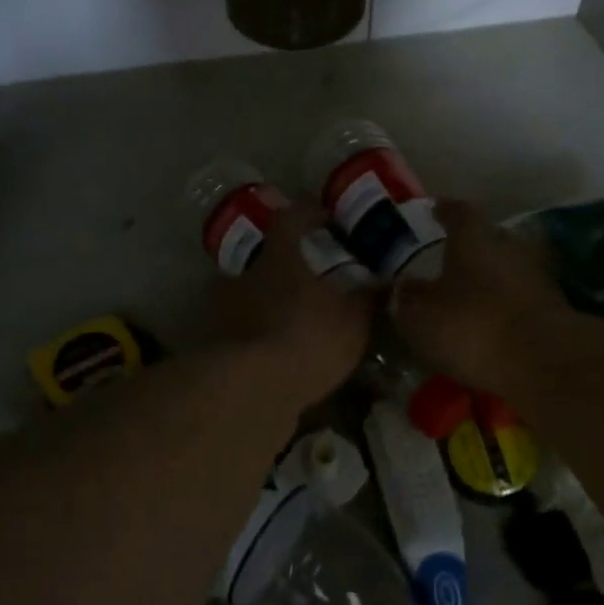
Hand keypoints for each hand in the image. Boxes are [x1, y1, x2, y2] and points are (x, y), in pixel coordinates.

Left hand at [216, 206, 372, 405]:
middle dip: (290, 264)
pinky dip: (258, 332)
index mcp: (280, 257)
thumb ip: (369, 299)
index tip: (327, 219)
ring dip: (271, 300)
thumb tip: (386, 283)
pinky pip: (242, 328)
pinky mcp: (217, 343)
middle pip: (268, 257)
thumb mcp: (353, 321)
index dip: (309, 214)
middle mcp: (247, 274)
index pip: (290, 219)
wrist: (252, 389)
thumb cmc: (308, 339)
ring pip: (251, 293)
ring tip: (296, 317)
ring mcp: (226, 308)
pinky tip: (277, 350)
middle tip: (314, 278)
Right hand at [393, 199, 574, 395]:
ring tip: (469, 294)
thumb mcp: (421, 315)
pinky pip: (521, 299)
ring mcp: (537, 277)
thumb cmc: (473, 325)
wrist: (544, 362)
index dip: (445, 210)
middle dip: (470, 246)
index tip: (435, 209)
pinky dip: (505, 306)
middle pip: (488, 237)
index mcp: (474, 237)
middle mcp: (509, 246)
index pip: (458, 211)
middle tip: (449, 257)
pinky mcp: (554, 310)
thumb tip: (401, 284)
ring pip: (507, 268)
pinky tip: (491, 322)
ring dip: (490, 278)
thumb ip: (408, 296)